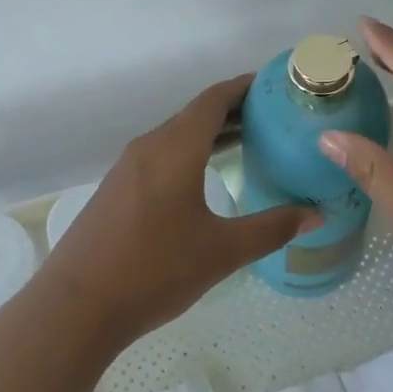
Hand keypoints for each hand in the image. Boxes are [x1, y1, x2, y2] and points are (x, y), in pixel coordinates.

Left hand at [42, 74, 319, 341]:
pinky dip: (189, 153)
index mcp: (175, 148)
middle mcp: (149, 146)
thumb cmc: (154, 270)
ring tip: (248, 143)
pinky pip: (160, 155)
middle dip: (233, 111)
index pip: (214, 99)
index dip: (244, 87)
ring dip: (210, 134)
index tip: (274, 85)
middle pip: (195, 114)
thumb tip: (317, 214)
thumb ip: (272, 228)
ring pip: (176, 135)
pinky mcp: (116, 189)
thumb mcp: (222, 251)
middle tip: (273, 119)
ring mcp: (127, 167)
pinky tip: (204, 178)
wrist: (75, 306)